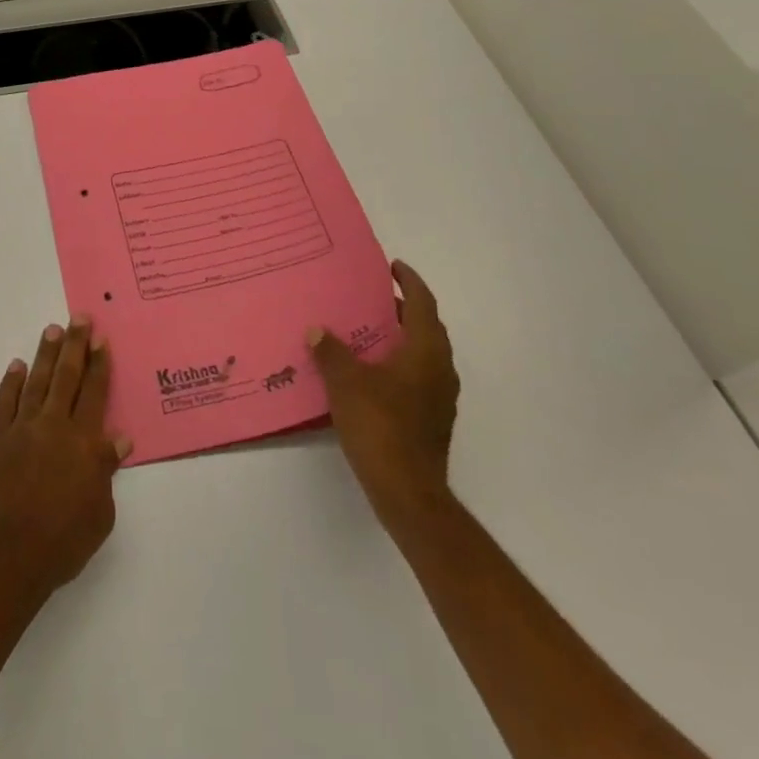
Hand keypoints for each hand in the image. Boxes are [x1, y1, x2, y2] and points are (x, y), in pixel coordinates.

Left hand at [0, 319, 129, 599]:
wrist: (9, 557)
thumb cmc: (63, 542)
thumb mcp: (100, 513)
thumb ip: (106, 470)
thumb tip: (118, 438)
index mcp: (83, 443)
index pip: (94, 393)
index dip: (99, 364)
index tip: (101, 339)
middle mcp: (54, 426)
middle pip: (67, 377)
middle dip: (75, 345)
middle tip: (79, 318)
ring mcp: (21, 429)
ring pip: (37, 381)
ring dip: (46, 355)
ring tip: (52, 330)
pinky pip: (5, 403)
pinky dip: (12, 383)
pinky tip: (17, 366)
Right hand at [308, 261, 459, 526]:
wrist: (408, 492)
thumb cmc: (380, 427)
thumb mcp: (346, 383)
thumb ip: (331, 351)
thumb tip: (318, 330)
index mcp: (426, 352)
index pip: (423, 304)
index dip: (409, 282)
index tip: (392, 266)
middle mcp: (440, 369)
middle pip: (426, 328)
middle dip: (402, 309)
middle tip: (371, 296)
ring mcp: (439, 397)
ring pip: (422, 354)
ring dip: (399, 337)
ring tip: (365, 330)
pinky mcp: (431, 420)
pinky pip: (416, 376)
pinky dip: (397, 363)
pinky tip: (368, 372)